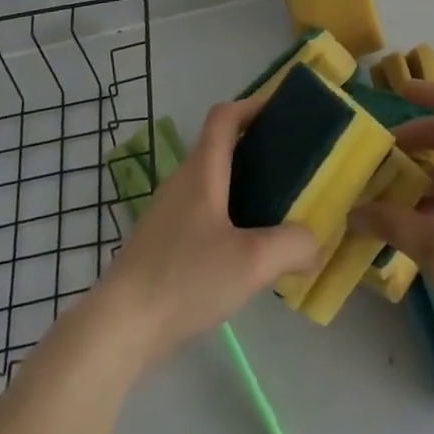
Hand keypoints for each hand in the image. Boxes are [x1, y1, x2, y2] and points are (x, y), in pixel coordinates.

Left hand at [94, 97, 320, 362]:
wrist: (119, 328)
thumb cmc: (185, 278)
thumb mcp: (252, 262)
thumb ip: (292, 246)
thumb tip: (314, 243)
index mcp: (202, 170)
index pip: (224, 116)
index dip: (253, 105)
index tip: (284, 112)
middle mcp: (182, 182)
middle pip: (220, 147)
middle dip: (256, 148)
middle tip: (292, 165)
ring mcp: (167, 213)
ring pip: (211, 183)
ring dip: (242, 185)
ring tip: (276, 209)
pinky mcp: (161, 243)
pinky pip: (201, 213)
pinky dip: (227, 215)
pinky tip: (244, 251)